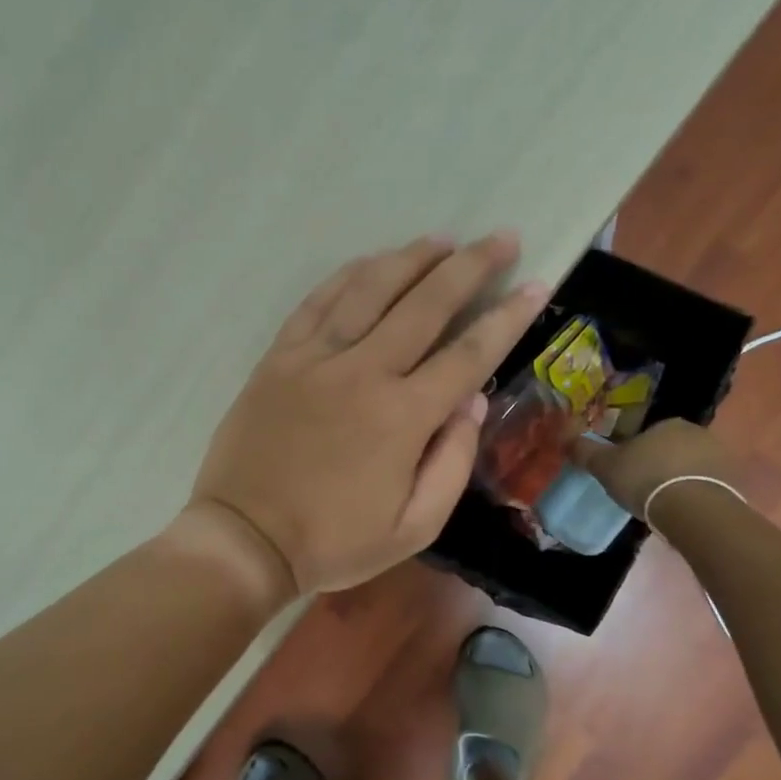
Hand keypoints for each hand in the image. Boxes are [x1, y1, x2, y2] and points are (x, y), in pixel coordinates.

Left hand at [188, 233, 549, 594]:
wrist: (245, 539)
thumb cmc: (334, 541)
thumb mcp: (413, 527)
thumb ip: (452, 462)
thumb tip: (473, 401)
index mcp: (403, 416)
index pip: (468, 353)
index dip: (507, 317)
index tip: (536, 284)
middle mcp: (363, 372)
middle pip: (426, 304)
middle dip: (470, 266)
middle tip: (501, 238)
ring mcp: (316, 359)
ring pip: (370, 289)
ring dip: (411, 258)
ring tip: (441, 240)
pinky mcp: (279, 357)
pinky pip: (317, 302)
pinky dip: (348, 276)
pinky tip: (371, 262)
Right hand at [575, 419, 738, 521]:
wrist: (694, 510)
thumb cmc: (645, 479)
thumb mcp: (606, 466)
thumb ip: (585, 451)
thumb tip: (565, 438)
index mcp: (668, 424)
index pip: (649, 433)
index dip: (635, 451)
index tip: (627, 471)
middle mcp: (698, 433)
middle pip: (672, 448)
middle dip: (660, 465)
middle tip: (644, 489)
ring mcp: (721, 458)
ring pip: (692, 467)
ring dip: (680, 480)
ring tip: (664, 505)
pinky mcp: (735, 484)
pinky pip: (708, 487)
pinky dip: (696, 497)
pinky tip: (684, 513)